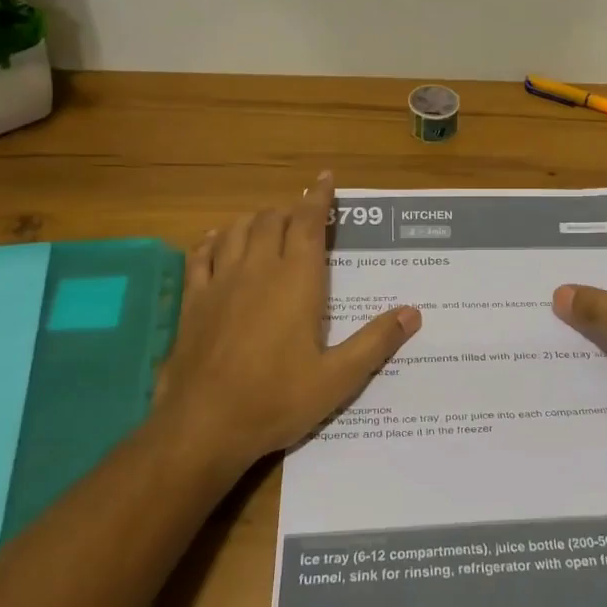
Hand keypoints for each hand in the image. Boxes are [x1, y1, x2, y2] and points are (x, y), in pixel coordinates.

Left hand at [152, 173, 420, 483]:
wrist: (203, 426)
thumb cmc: (277, 400)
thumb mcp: (338, 378)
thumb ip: (376, 341)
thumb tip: (414, 312)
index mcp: (296, 281)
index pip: (309, 224)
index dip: (319, 199)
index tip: (326, 179)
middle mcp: (258, 270)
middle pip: (273, 221)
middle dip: (290, 211)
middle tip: (305, 217)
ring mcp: (220, 282)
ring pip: (237, 230)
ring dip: (256, 220)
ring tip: (269, 224)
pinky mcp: (193, 301)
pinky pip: (201, 255)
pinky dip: (214, 240)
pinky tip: (218, 241)